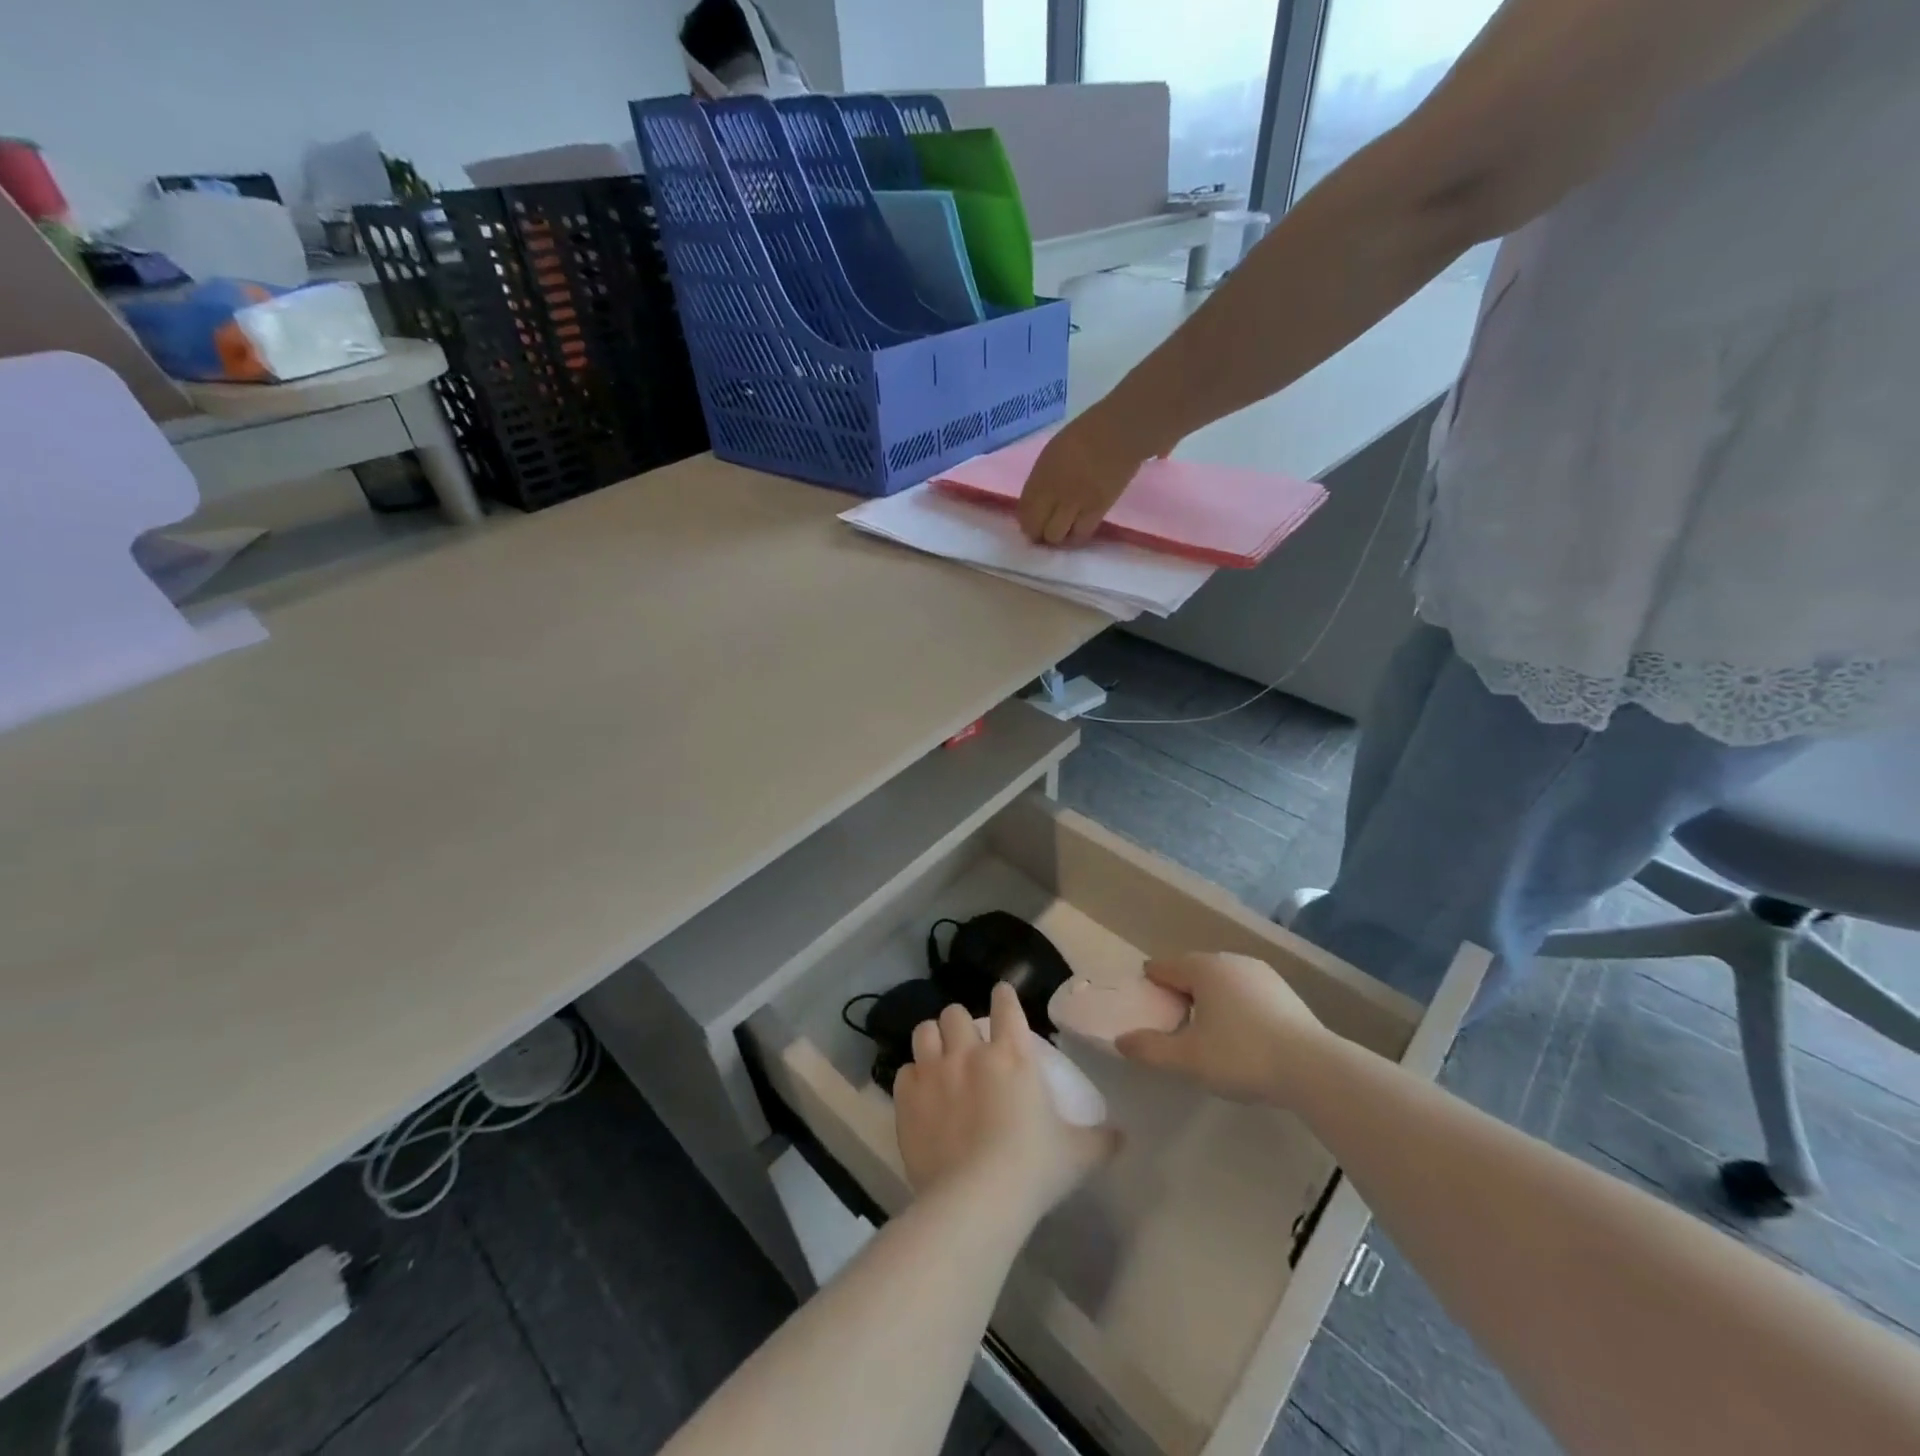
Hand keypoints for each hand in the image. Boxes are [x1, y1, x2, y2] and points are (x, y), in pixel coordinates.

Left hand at [894, 983, 1119, 1220]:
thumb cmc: (1033, 1169)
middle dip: (960, 1023)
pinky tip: (919, 1094)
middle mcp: (970, 1053)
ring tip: (938, 1058)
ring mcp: (934, 1072)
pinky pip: (903, 1071)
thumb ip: (1101, 1140)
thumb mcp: (1077, 1155)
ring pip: (924, 1031)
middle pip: (955, 1012)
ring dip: (932, 1040)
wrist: (977, 1200)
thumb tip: (1123, 1136)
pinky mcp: (907, 1098)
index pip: (1005, 1005)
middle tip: (966, 1044)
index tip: (1002, 996)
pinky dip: (912, 1078)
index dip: (1003, 996)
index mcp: (1012, 1055)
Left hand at [1016, 405, 1162, 546]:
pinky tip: (1078, 529)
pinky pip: (1081, 534)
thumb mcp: (1050, 456)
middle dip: (1038, 534)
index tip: (1031, 525)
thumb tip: (1036, 505)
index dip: (1026, 524)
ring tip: (1064, 530)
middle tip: (1045, 531)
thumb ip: (1040, 481)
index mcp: (1040, 476)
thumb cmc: (1083, 436)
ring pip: (1057, 537)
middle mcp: (1053, 493)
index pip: (1023, 513)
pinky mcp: (1097, 510)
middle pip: (1037, 529)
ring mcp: (1075, 503)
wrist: (1118, 432)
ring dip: (1058, 537)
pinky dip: (1077, 536)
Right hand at [1115, 952, 1327, 1104]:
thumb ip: (1150, 1049)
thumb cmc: (1242, 1056)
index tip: (1146, 1009)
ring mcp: (1261, 973)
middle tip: (1173, 1025)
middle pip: (1192, 971)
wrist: (1314, 1069)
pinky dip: (1235, 1005)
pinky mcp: (1284, 991)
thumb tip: (1121, 1041)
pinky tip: (1240, 1034)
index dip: (1150, 986)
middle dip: (1179, 992)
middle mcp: (1230, 959)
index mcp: (1203, 967)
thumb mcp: (1188, 1059)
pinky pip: (1245, 991)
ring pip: (1221, 980)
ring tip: (1206, 1032)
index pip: (1163, 967)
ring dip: (1208, 999)